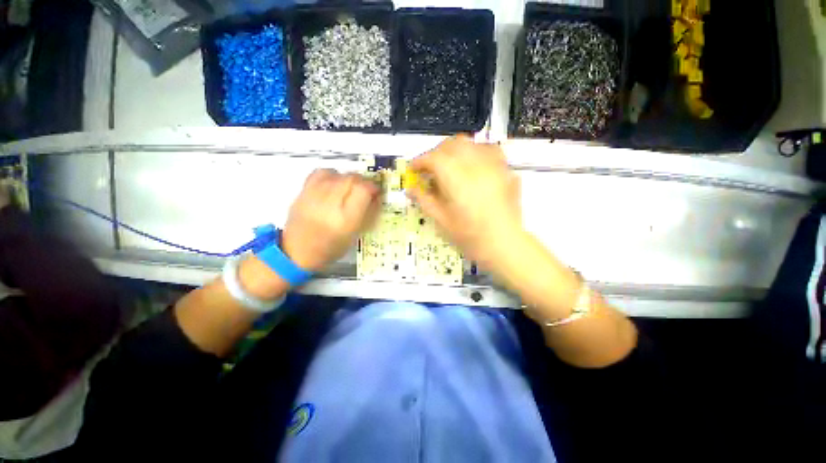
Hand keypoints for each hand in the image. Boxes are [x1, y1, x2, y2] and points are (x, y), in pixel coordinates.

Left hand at [281, 169, 379, 271]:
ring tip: (348, 188)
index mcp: (346, 218)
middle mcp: (330, 203)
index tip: (376, 192)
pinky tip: (333, 184)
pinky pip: (321, 172)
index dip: (373, 187)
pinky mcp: (303, 191)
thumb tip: (376, 196)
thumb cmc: (332, 246)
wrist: (298, 250)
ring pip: (338, 173)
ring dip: (348, 179)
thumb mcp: (356, 233)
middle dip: (362, 182)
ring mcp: (315, 195)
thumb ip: (368, 213)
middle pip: (352, 178)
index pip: (363, 190)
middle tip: (364, 191)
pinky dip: (331, 175)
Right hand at [408, 135, 524, 266]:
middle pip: (451, 145)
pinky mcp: (505, 170)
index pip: (434, 158)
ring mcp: (493, 165)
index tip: (413, 169)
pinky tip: (472, 166)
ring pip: (470, 143)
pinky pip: (488, 149)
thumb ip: (424, 200)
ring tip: (449, 165)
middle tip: (429, 168)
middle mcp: (475, 165)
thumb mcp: (441, 220)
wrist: (504, 244)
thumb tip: (410, 188)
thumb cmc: (469, 236)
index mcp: (456, 179)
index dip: (419, 161)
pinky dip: (474, 152)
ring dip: (454, 150)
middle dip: (436, 153)